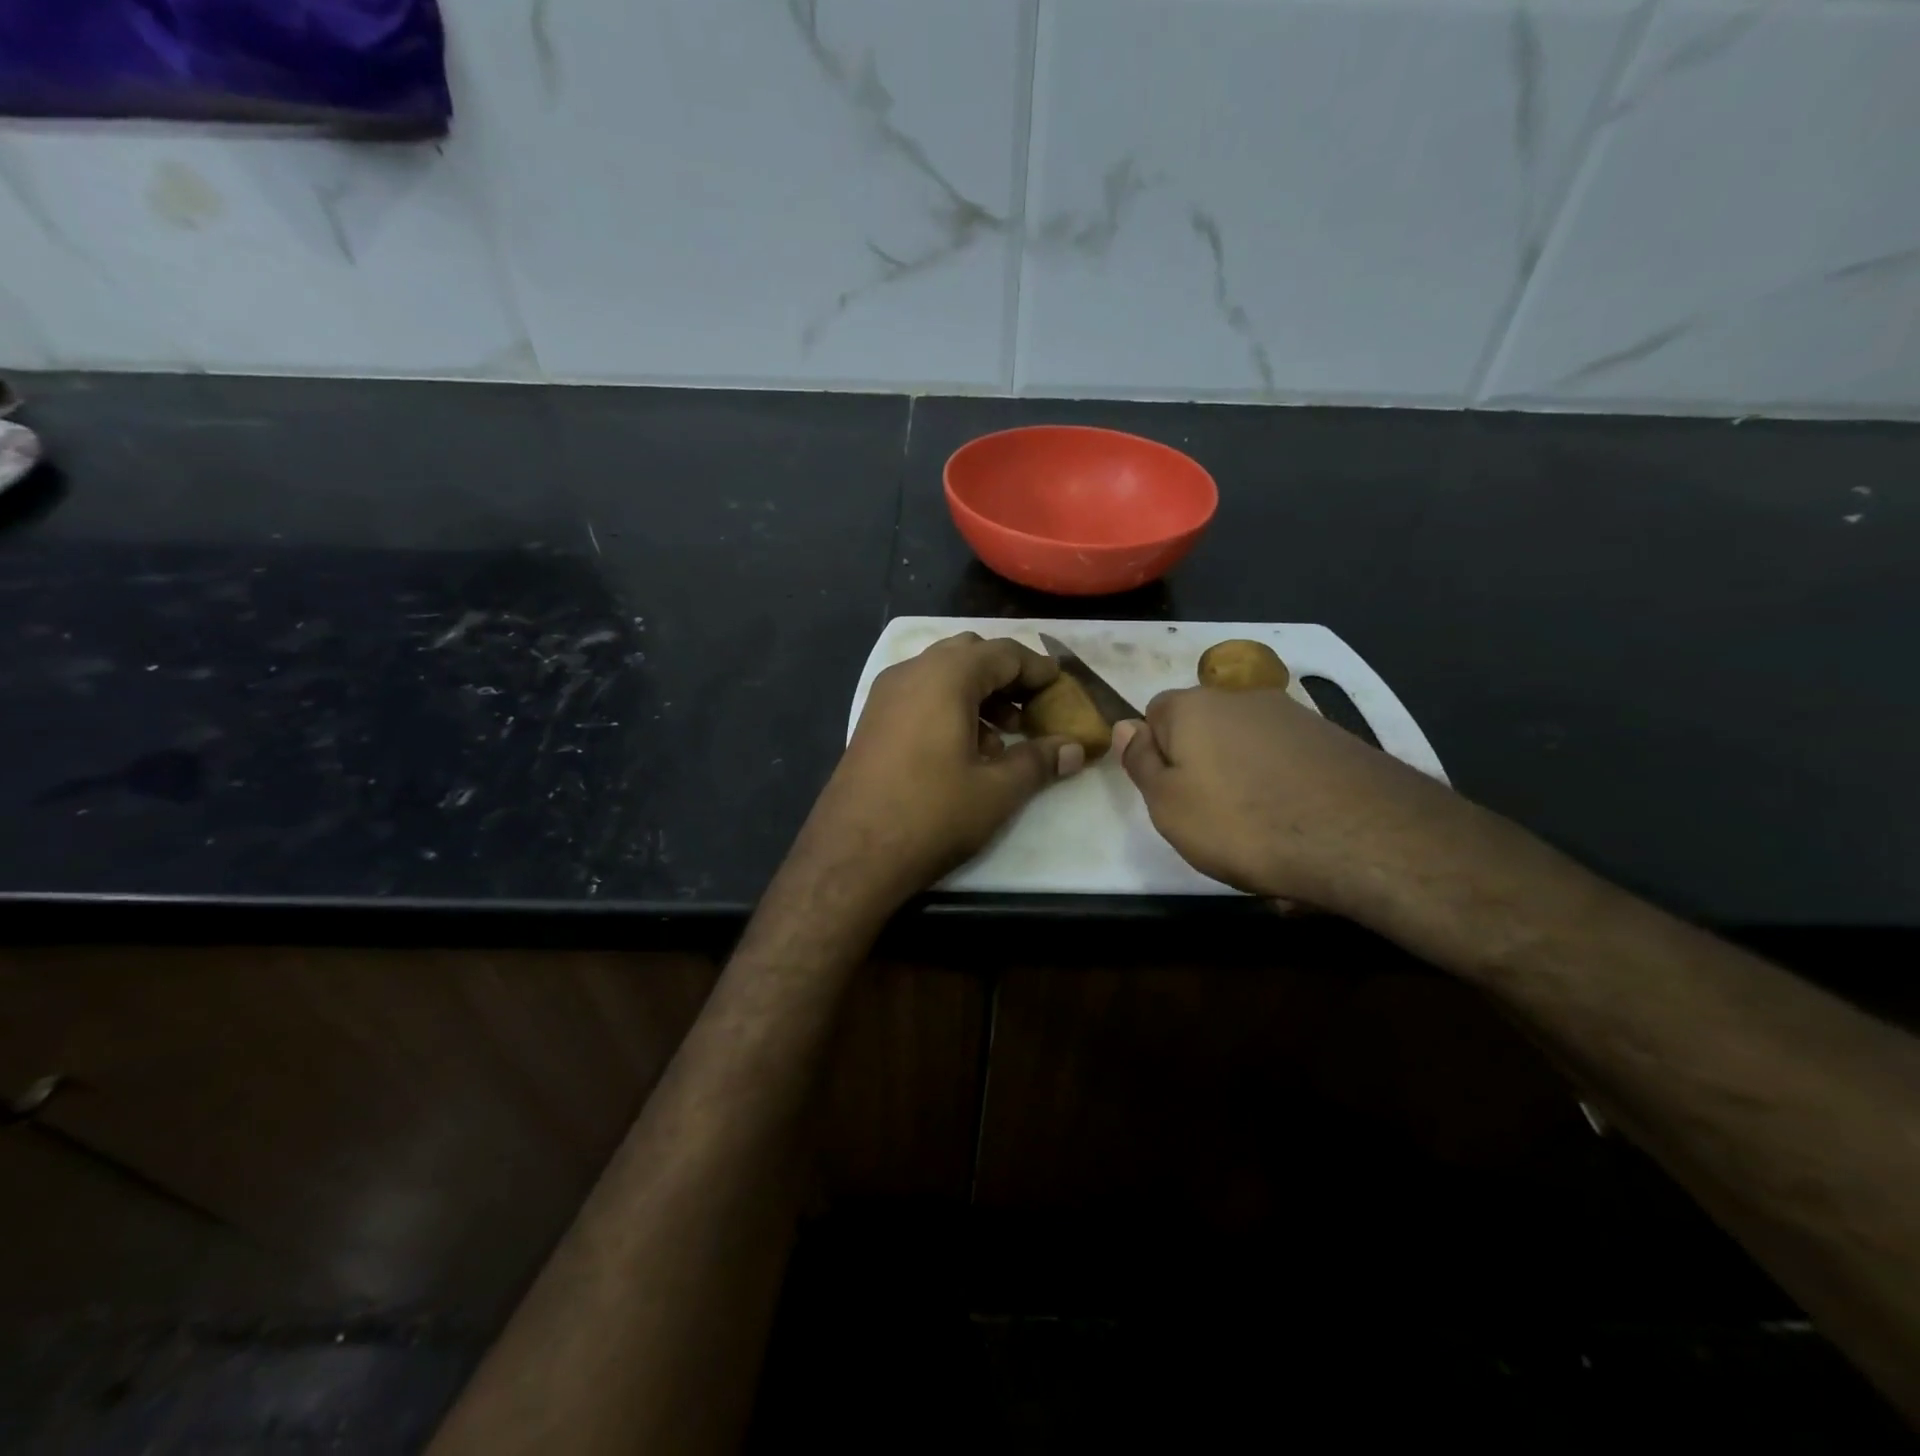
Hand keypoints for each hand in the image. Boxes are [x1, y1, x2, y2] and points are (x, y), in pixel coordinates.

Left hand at [792, 634, 1084, 915]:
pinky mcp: (872, 720)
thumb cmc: (932, 814)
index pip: (1003, 652)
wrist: (852, 854)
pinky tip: (965, 750)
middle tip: (1032, 709)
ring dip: (978, 694)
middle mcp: (912, 672)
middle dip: (1006, 677)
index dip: (1037, 668)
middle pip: (970, 654)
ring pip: (942, 674)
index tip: (1061, 687)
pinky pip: (920, 695)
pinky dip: (949, 707)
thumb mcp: (997, 790)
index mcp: (945, 676)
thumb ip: (1039, 761)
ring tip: (1003, 737)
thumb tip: (1075, 748)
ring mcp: (885, 695)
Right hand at [1112, 686, 1471, 917]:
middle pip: (1204, 728)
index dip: (1155, 753)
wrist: (1362, 836)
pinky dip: (1284, 788)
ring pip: (1247, 747)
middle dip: (1200, 765)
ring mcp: (1294, 716)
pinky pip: (1288, 763)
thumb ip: (1140, 762)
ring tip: (1258, 832)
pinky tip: (1297, 827)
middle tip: (1208, 817)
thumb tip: (1125, 726)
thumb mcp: (1168, 804)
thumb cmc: (1242, 823)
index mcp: (1193, 707)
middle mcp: (1242, 698)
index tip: (1168, 794)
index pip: (1154, 713)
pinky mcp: (1334, 740)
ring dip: (1243, 779)